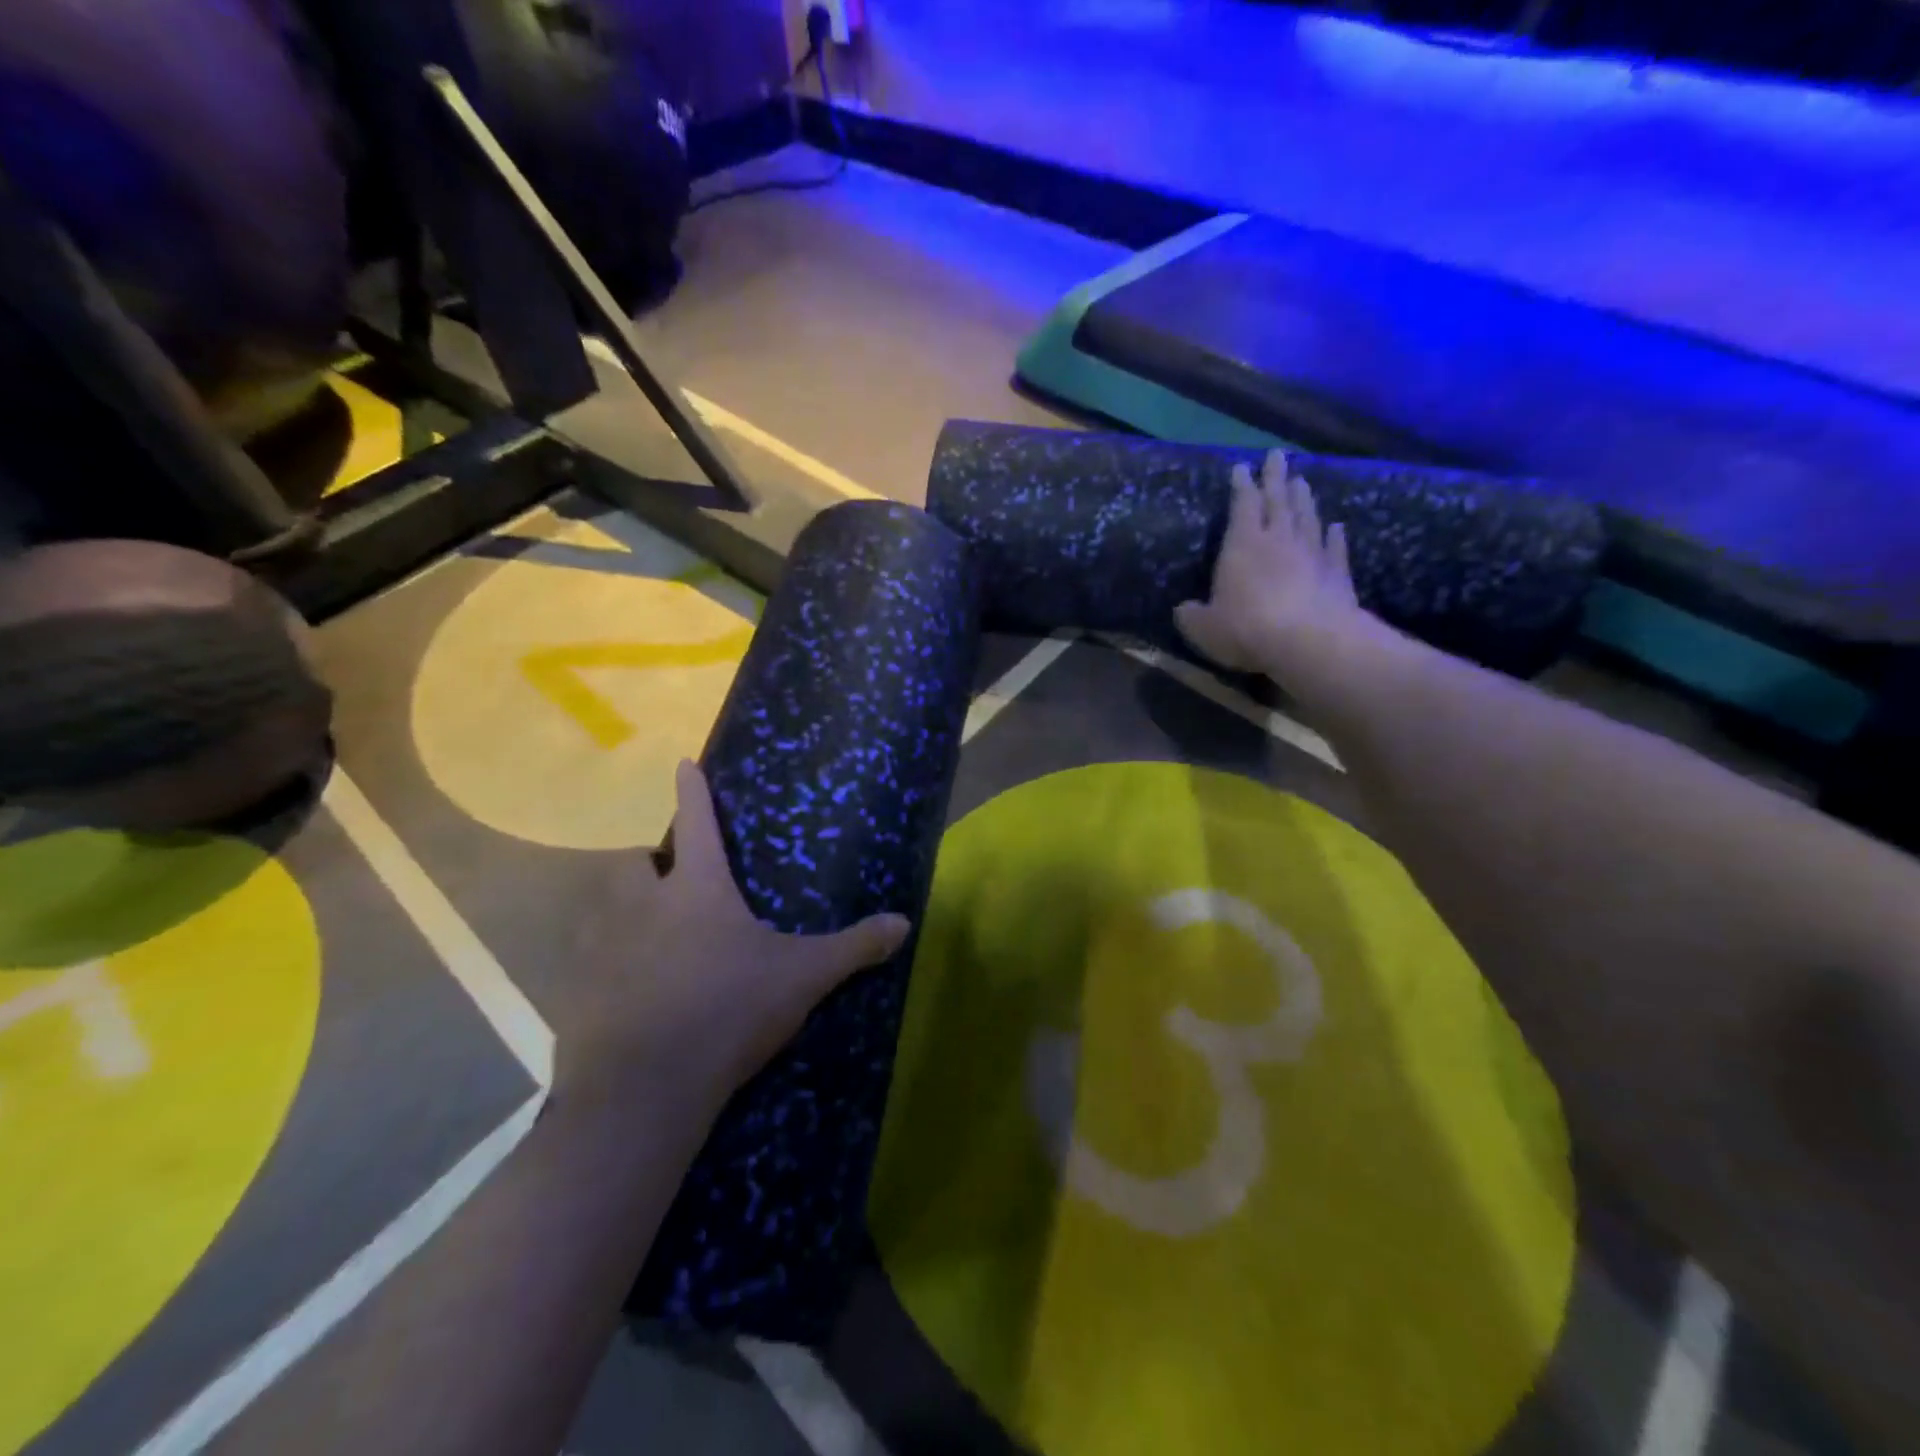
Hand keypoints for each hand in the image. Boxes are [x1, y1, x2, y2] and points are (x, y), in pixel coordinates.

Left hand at [562, 761, 910, 1110]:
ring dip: (621, 915)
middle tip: (670, 887)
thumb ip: (853, 947)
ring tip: (648, 941)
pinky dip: (603, 973)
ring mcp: (602, 949)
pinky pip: (585, 968)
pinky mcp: (576, 993)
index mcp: (697, 890)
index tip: (682, 762)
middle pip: (634, 864)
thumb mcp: (803, 978)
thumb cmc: (728, 1010)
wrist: (645, 1088)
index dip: (693, 790)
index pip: (697, 824)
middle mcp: (642, 907)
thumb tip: (905, 922)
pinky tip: (626, 1000)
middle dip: (647, 866)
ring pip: (602, 912)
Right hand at [1174, 450, 1370, 678]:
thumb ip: (1192, 615)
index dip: (1241, 485)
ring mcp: (1312, 554)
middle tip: (1277, 455)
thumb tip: (1183, 609)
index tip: (1242, 467)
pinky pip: (1335, 548)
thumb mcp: (1203, 627)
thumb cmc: (1246, 628)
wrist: (1309, 642)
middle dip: (1275, 477)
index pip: (1242, 505)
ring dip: (1304, 499)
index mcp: (1242, 545)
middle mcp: (1279, 540)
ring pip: (1307, 518)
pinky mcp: (1337, 575)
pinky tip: (1336, 526)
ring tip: (1302, 482)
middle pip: (1278, 501)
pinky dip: (1335, 535)